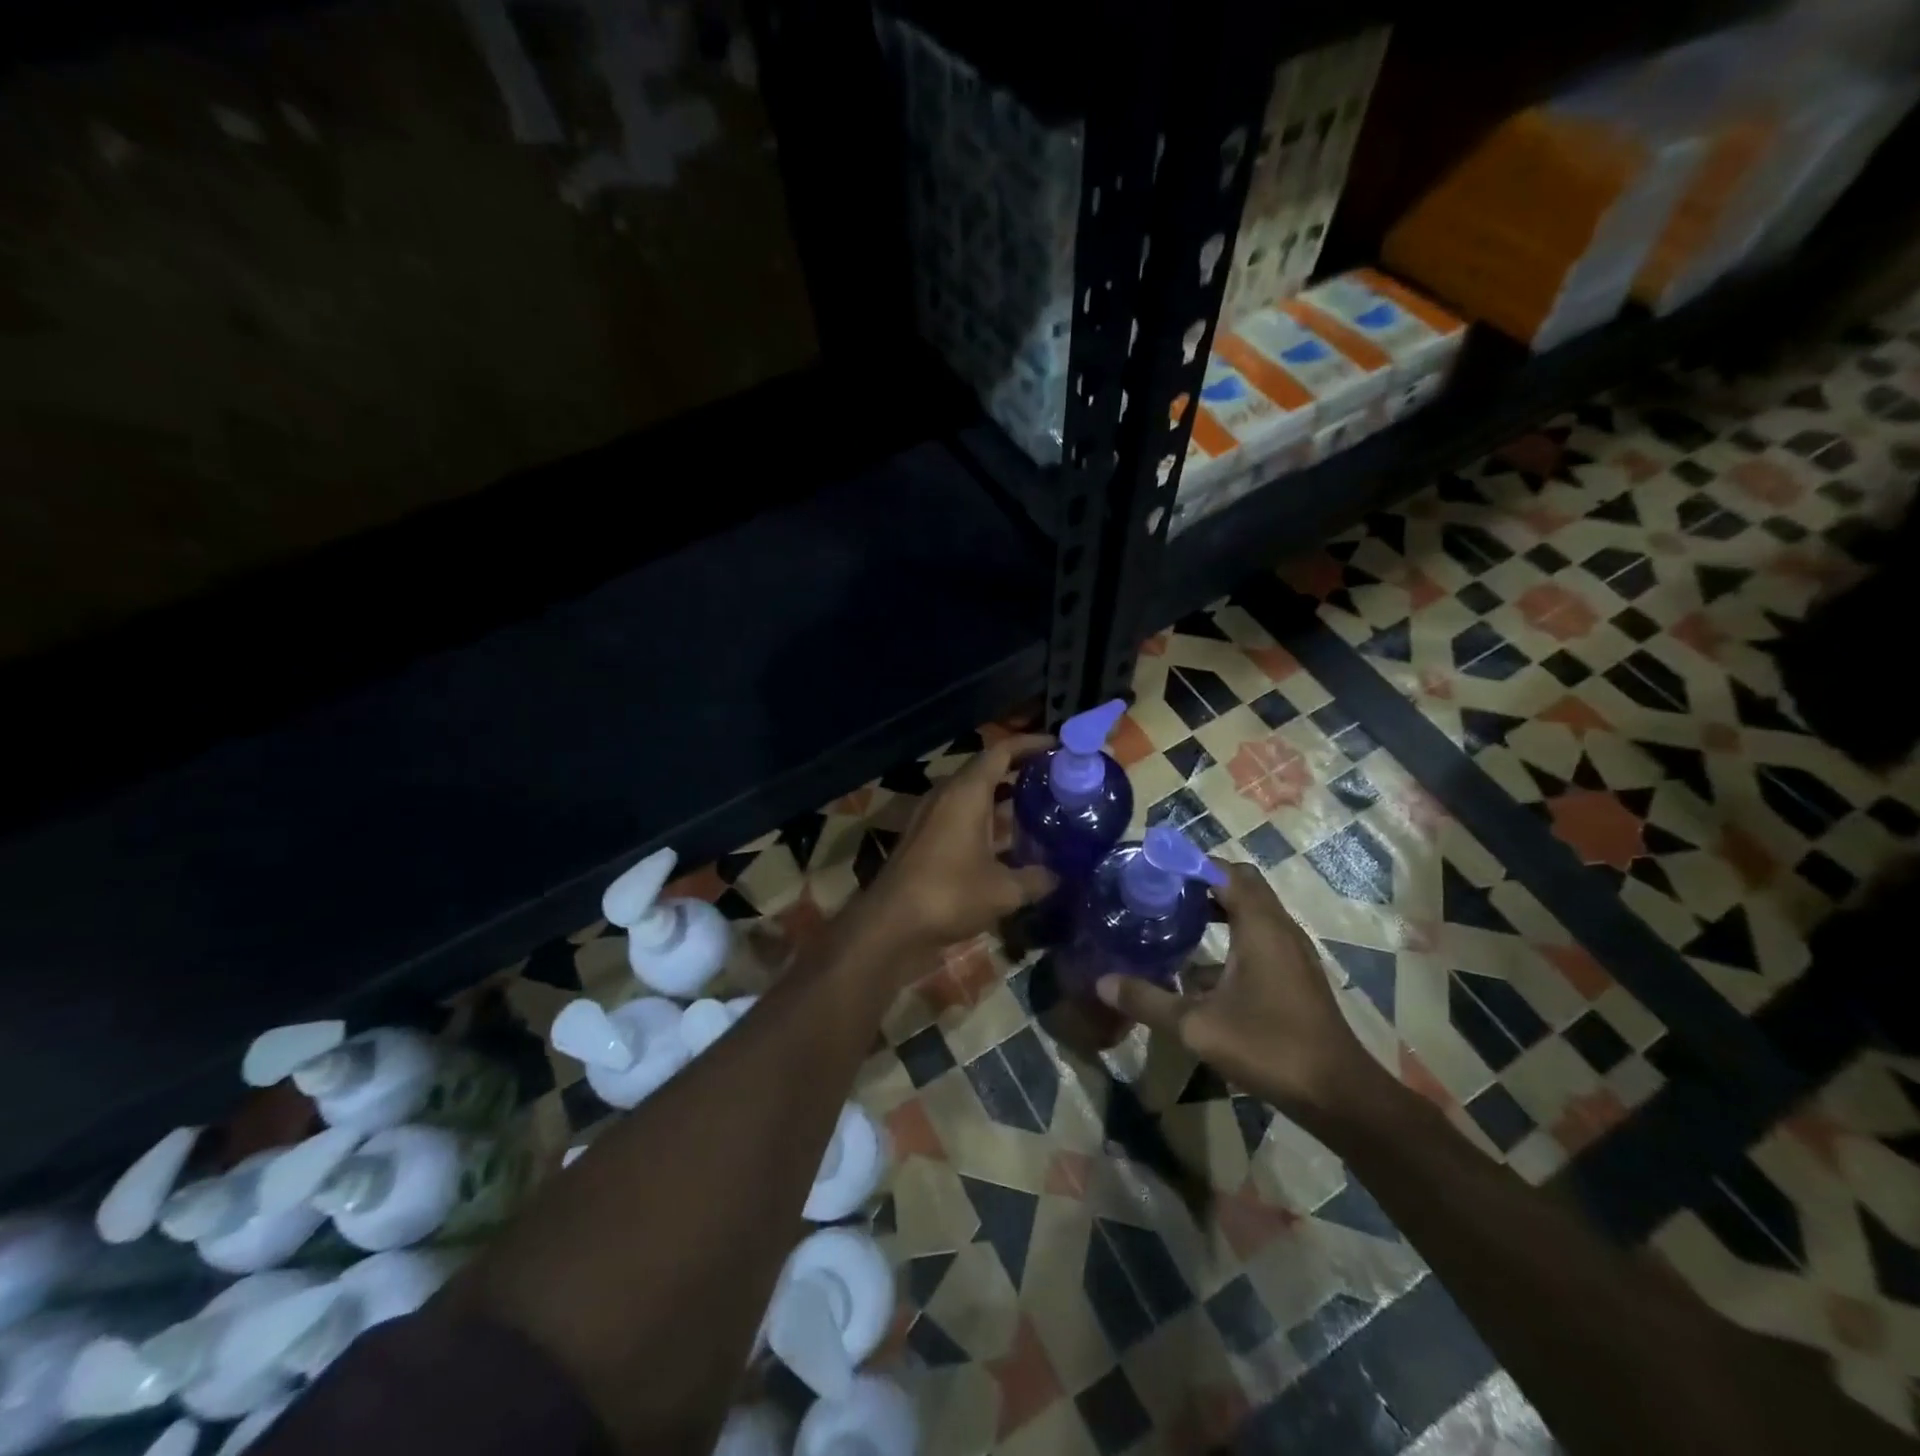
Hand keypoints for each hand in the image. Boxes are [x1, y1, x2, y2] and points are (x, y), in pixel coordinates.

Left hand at [865, 734, 1057, 949]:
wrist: (891, 924)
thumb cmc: (949, 894)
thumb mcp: (1003, 890)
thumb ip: (1036, 879)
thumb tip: (1059, 875)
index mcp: (966, 792)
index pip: (1001, 752)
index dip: (1030, 744)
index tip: (1057, 746)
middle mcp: (947, 796)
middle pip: (986, 771)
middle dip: (1020, 772)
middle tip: (1055, 780)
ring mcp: (932, 817)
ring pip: (973, 797)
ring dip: (1003, 800)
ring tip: (1039, 809)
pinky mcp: (925, 840)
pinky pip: (962, 818)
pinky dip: (987, 823)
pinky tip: (1009, 845)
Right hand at [1095, 862, 1381, 1120]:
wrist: (1338, 1095)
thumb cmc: (1268, 1046)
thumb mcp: (1196, 1025)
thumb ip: (1148, 1000)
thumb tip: (1102, 982)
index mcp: (1260, 926)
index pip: (1226, 871)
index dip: (1191, 864)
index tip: (1156, 870)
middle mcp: (1279, 929)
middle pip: (1241, 886)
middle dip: (1202, 884)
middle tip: (1163, 894)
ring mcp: (1291, 954)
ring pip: (1251, 914)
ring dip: (1216, 912)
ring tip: (1174, 923)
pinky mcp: (1295, 977)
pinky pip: (1259, 940)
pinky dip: (1230, 940)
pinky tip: (1199, 973)